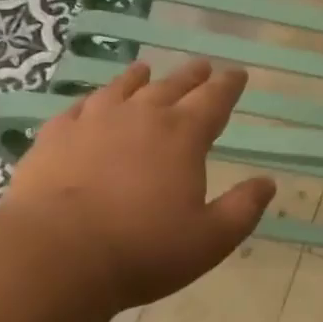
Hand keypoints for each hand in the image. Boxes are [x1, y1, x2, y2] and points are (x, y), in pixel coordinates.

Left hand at [0, 59, 274, 313]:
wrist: (56, 254)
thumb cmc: (144, 249)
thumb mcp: (211, 239)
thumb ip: (243, 208)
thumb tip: (267, 183)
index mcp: (183, 136)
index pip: (214, 100)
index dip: (229, 86)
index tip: (238, 74)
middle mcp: (140, 117)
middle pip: (171, 86)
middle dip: (191, 76)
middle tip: (202, 66)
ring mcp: (93, 122)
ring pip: (122, 88)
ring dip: (139, 78)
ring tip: (146, 69)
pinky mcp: (55, 137)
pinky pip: (79, 107)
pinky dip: (93, 100)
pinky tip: (91, 103)